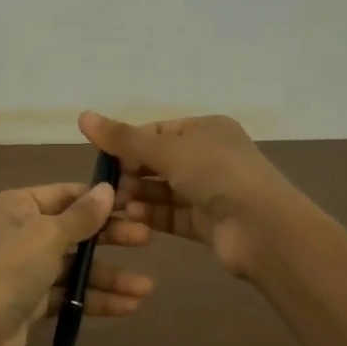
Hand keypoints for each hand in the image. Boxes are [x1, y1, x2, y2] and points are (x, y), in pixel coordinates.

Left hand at [0, 181, 154, 345]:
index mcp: (15, 205)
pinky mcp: (29, 303)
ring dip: (108, 275)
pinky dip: (93, 298)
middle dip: (109, 237)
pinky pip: (67, 294)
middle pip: (72, 230)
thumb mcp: (48, 234)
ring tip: (146, 288)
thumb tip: (107, 189)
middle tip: (148, 240)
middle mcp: (17, 233)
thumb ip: (81, 215)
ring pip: (73, 266)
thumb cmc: (10, 270)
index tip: (135, 204)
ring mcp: (23, 269)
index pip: (64, 194)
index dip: (98, 200)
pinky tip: (128, 307)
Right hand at [78, 111, 299, 283]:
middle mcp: (209, 156)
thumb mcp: (166, 150)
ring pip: (164, 190)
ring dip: (139, 195)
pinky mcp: (209, 222)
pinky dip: (153, 215)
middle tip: (105, 186)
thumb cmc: (216, 174)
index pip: (156, 131)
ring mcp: (211, 190)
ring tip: (116, 204)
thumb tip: (82, 115)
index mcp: (206, 129)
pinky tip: (133, 217)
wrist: (264, 229)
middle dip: (131, 172)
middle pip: (158, 161)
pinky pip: (173, 214)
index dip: (128, 143)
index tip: (101, 158)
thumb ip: (123, 138)